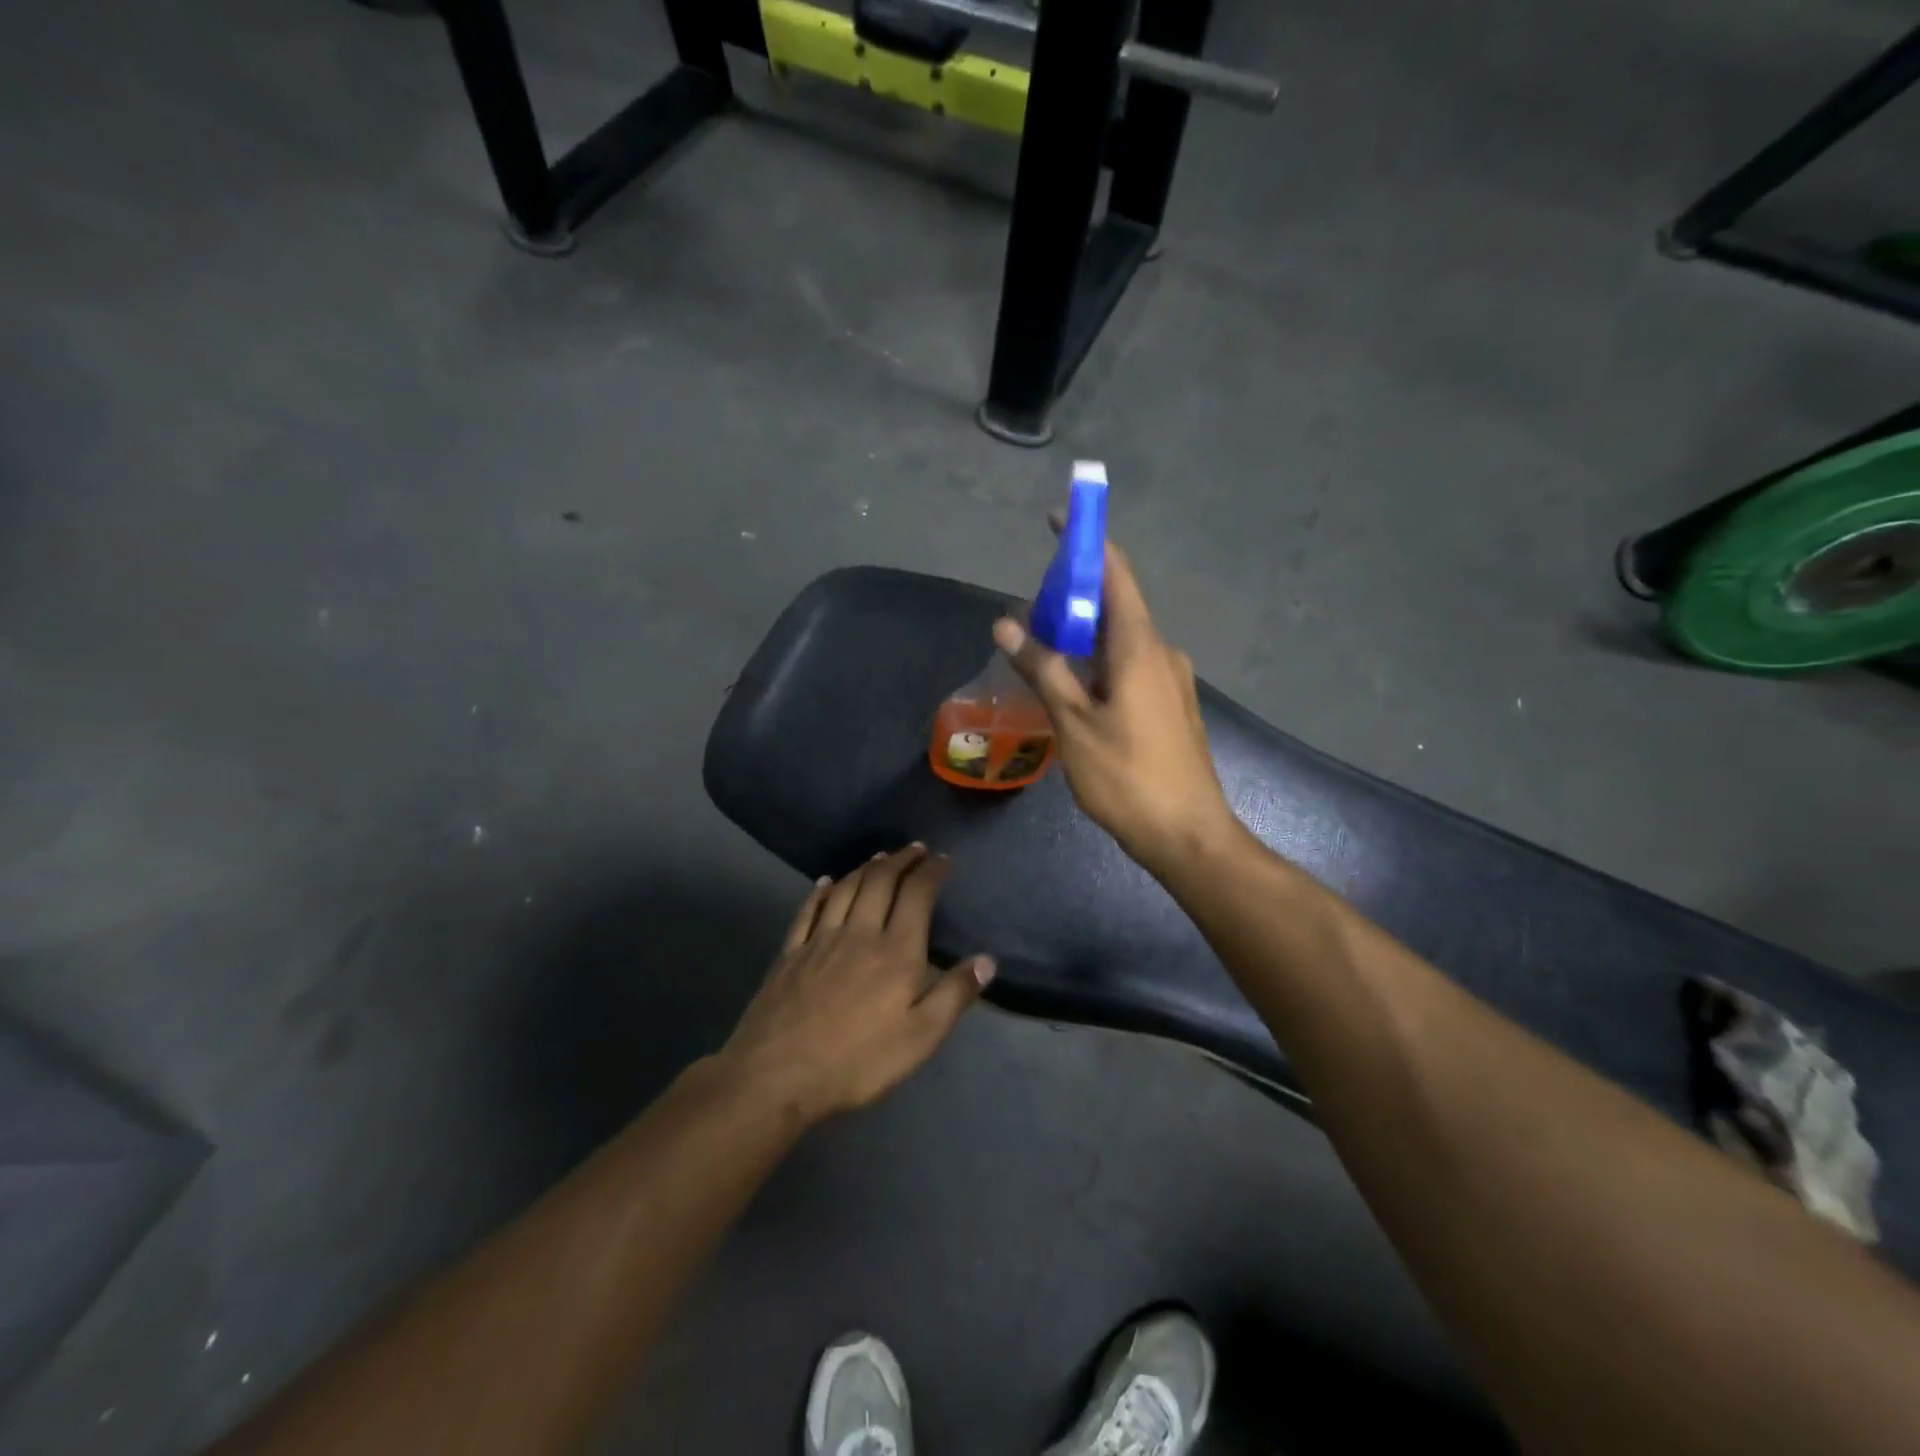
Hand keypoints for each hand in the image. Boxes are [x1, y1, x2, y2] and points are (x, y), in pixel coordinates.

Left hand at [719, 845, 994, 1121]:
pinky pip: (809, 910)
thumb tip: (987, 960)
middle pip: (881, 881)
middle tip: (916, 849)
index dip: (932, 872)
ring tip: (880, 857)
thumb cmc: (857, 1061)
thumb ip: (954, 996)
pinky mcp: (791, 953)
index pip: (917, 895)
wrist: (777, 1074)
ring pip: (846, 889)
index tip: (944, 859)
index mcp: (896, 951)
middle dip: (901, 860)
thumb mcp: (919, 1039)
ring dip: (866, 867)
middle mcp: (860, 933)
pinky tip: (826, 883)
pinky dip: (821, 891)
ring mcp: (821, 940)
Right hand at [993, 538, 1236, 875]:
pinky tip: (1072, 687)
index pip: (1115, 572)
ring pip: (1120, 640)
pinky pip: (1130, 666)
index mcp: (1141, 646)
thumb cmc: (1128, 778)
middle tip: (1029, 611)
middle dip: (1073, 596)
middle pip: (1115, 605)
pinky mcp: (1170, 705)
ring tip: (1040, 650)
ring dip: (1082, 635)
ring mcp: (1170, 680)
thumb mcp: (1074, 723)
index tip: (1056, 521)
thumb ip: (1043, 669)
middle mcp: (1161, 652)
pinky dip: (1097, 663)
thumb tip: (1008, 622)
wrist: (1189, 836)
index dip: (1086, 542)